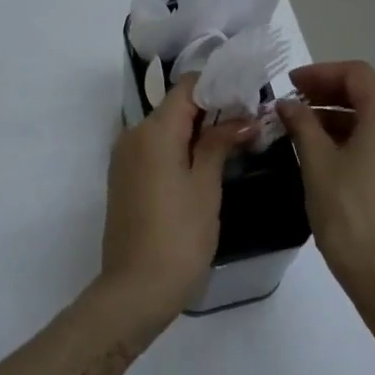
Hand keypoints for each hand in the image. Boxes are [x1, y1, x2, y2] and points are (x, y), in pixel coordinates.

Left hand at [99, 77, 253, 319]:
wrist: (135, 288)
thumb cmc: (179, 235)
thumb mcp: (205, 186)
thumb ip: (219, 143)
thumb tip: (242, 118)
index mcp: (153, 131)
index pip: (187, 87)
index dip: (219, 85)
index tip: (249, 95)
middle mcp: (133, 135)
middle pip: (175, 106)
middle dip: (212, 108)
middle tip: (250, 120)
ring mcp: (125, 157)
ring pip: (165, 128)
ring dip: (197, 129)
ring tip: (235, 140)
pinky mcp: (124, 178)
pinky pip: (155, 149)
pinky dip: (180, 147)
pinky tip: (207, 162)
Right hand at [276, 61, 374, 299]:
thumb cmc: (347, 212)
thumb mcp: (317, 162)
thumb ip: (302, 124)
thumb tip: (287, 104)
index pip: (355, 74)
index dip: (319, 73)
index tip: (289, 83)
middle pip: (370, 92)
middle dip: (330, 91)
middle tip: (294, 100)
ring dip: (342, 114)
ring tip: (305, 125)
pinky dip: (358, 134)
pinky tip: (329, 149)